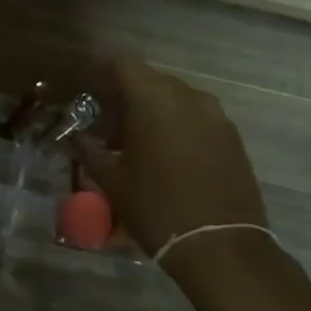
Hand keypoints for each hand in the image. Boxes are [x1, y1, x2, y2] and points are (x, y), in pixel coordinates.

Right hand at [75, 60, 270, 273]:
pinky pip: (198, 118)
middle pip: (151, 80)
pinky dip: (178, 125)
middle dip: (127, 94)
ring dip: (154, 110)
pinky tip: (167, 153)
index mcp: (154, 100)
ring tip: (137, 140)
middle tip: (108, 121)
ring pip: (176, 99)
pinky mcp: (233, 137)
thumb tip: (77, 139)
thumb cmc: (157, 207)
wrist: (221, 245)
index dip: (102, 70)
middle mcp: (188, 97)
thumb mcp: (113, 181)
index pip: (123, 65)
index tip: (87, 84)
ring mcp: (216, 116)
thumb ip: (90, 152)